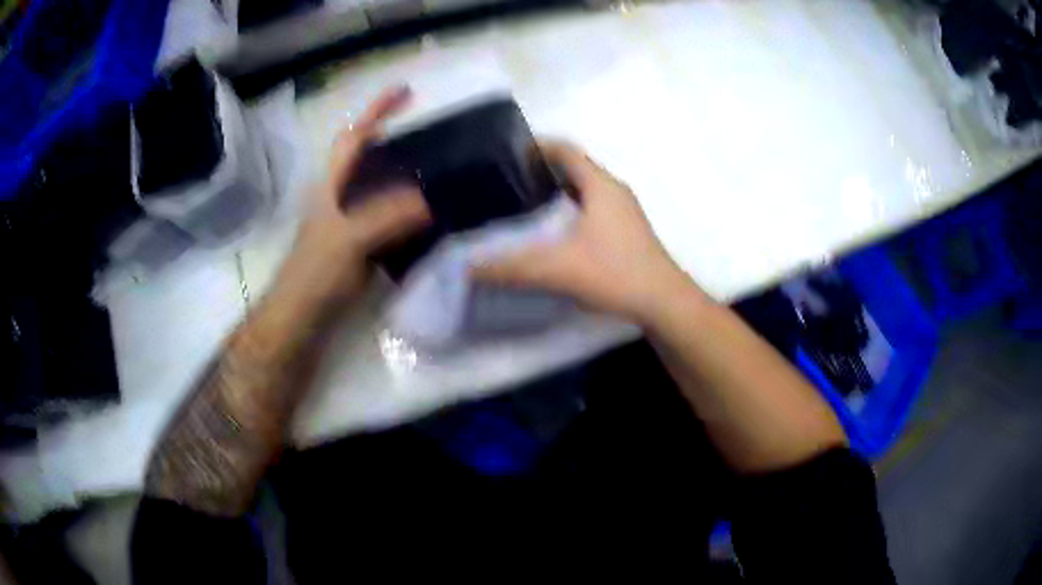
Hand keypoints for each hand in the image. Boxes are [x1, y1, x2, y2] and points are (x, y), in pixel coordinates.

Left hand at [276, 87, 430, 308]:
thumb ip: (385, 216)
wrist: (302, 316)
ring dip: (406, 175)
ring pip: (381, 187)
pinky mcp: (361, 245)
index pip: (355, 136)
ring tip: (440, 170)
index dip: (377, 110)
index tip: (406, 91)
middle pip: (368, 157)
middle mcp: (341, 196)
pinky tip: (431, 216)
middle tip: (432, 134)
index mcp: (332, 185)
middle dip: (395, 138)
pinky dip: (410, 211)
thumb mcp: (349, 240)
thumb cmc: (316, 273)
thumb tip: (428, 200)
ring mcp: (351, 221)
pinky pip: (390, 217)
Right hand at [473, 141, 709, 325]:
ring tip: (524, 207)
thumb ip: (512, 267)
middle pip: (573, 168)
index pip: (565, 149)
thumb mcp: (558, 268)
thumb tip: (471, 267)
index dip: (536, 146)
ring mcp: (624, 212)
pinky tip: (553, 234)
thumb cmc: (615, 273)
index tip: (507, 155)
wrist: (663, 302)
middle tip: (508, 184)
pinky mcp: (626, 232)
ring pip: (583, 190)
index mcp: (600, 185)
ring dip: (557, 193)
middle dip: (541, 172)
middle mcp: (614, 191)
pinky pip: (592, 209)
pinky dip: (570, 212)